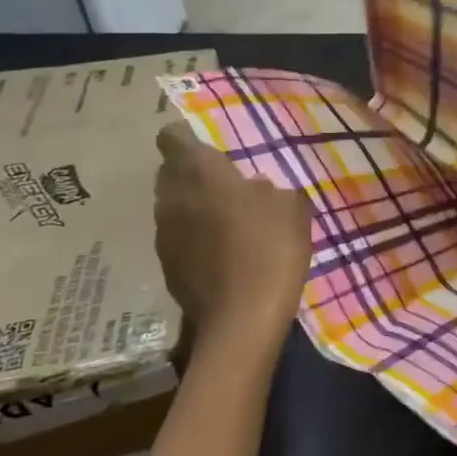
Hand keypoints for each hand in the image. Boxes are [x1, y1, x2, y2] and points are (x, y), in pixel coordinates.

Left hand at [154, 126, 312, 354]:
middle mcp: (172, 197)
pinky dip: (194, 236)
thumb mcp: (291, 206)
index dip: (186, 136)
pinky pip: (178, 236)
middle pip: (170, 172)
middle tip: (225, 182)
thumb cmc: (271, 249)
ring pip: (172, 205)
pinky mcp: (167, 265)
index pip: (172, 138)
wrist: (243, 319)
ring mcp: (165, 234)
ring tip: (225, 218)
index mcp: (199, 172)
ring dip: (192, 205)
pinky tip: (222, 251)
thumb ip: (268, 188)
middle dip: (191, 172)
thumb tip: (253, 189)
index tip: (209, 145)